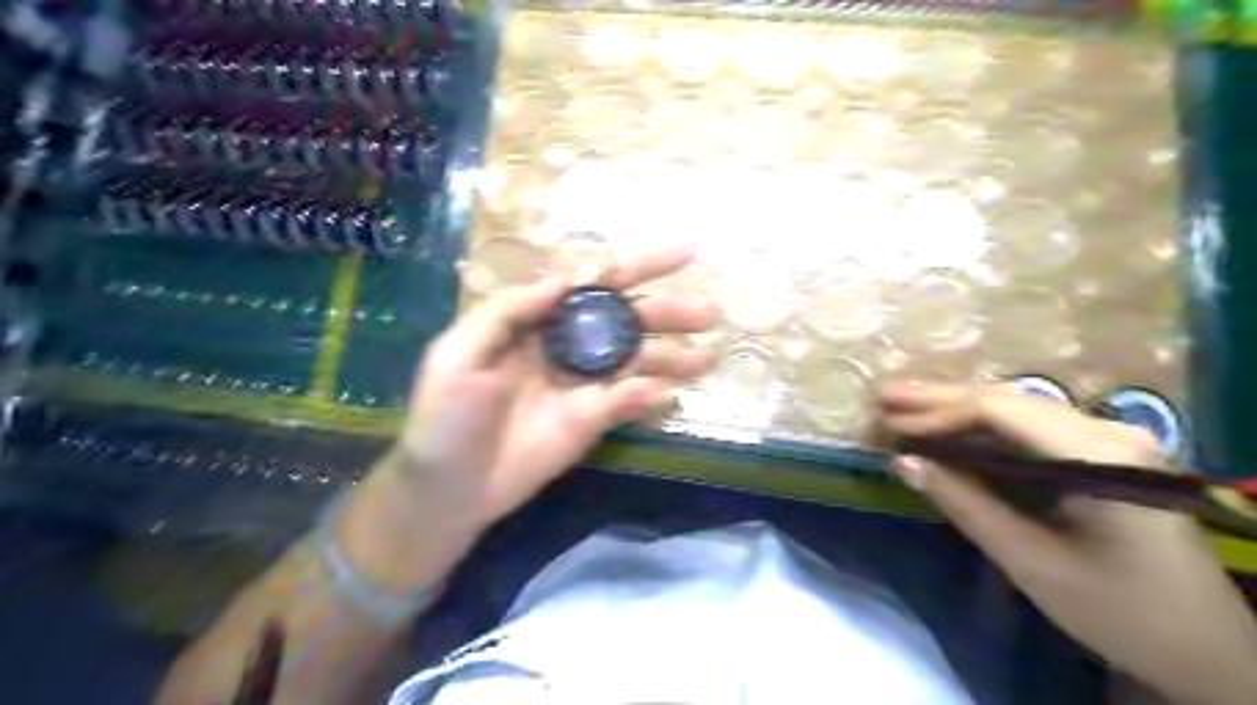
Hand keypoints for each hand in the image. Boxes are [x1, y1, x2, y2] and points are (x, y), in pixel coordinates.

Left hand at [397, 241, 721, 532]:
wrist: (448, 487)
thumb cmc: (445, 417)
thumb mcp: (458, 354)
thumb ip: (509, 312)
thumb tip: (565, 281)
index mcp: (537, 320)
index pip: (592, 283)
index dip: (635, 265)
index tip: (682, 253)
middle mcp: (568, 344)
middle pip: (626, 319)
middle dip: (667, 311)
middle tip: (709, 310)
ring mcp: (584, 383)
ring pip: (636, 360)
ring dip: (672, 355)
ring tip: (707, 356)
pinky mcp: (592, 420)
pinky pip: (627, 402)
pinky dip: (649, 396)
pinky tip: (669, 393)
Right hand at [878, 382, 1256, 704]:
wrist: (1205, 649)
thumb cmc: (1119, 610)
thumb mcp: (1030, 560)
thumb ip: (964, 504)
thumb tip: (902, 461)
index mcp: (1098, 456)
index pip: (1001, 411)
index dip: (939, 413)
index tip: (891, 422)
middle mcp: (1107, 432)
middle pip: (1008, 400)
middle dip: (941, 398)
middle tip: (885, 395)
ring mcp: (1109, 440)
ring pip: (1017, 409)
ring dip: (958, 408)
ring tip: (904, 405)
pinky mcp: (1102, 455)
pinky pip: (1031, 428)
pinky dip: (983, 428)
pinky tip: (949, 427)